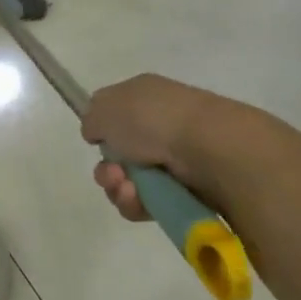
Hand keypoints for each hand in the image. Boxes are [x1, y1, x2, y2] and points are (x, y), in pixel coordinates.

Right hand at [82, 73, 225, 223]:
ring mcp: (174, 159)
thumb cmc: (153, 119)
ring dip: (119, 188)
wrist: (208, 149)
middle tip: (112, 173)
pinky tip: (138, 200)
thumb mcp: (106, 107)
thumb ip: (92, 118)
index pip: (114, 111)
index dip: (101, 128)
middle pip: (119, 154)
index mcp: (144, 95)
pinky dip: (138, 204)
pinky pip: (149, 203)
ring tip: (127, 189)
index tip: (94, 139)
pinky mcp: (185, 192)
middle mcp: (160, 124)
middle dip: (107, 168)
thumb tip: (97, 131)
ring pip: (130, 182)